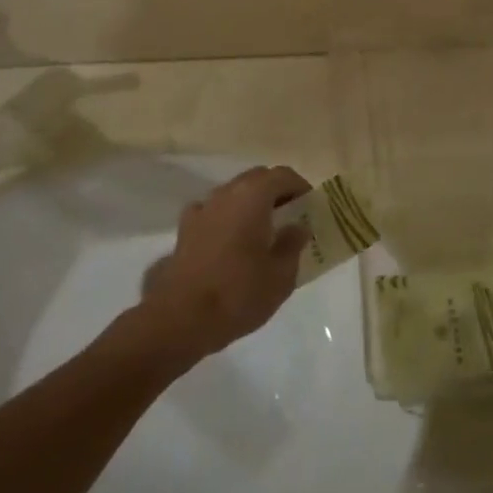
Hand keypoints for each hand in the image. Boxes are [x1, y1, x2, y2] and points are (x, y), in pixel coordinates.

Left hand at [138, 166, 310, 360]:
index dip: (300, 187)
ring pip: (234, 193)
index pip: (283, 175)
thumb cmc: (238, 293)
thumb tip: (298, 226)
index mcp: (254, 196)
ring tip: (262, 233)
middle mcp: (226, 193)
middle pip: (257, 178)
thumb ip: (293, 244)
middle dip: (276, 192)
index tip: (310, 207)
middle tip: (290, 218)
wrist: (181, 318)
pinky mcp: (185, 229)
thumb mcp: (281, 275)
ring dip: (251, 205)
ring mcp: (203, 208)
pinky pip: (213, 212)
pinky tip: (230, 242)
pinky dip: (227, 218)